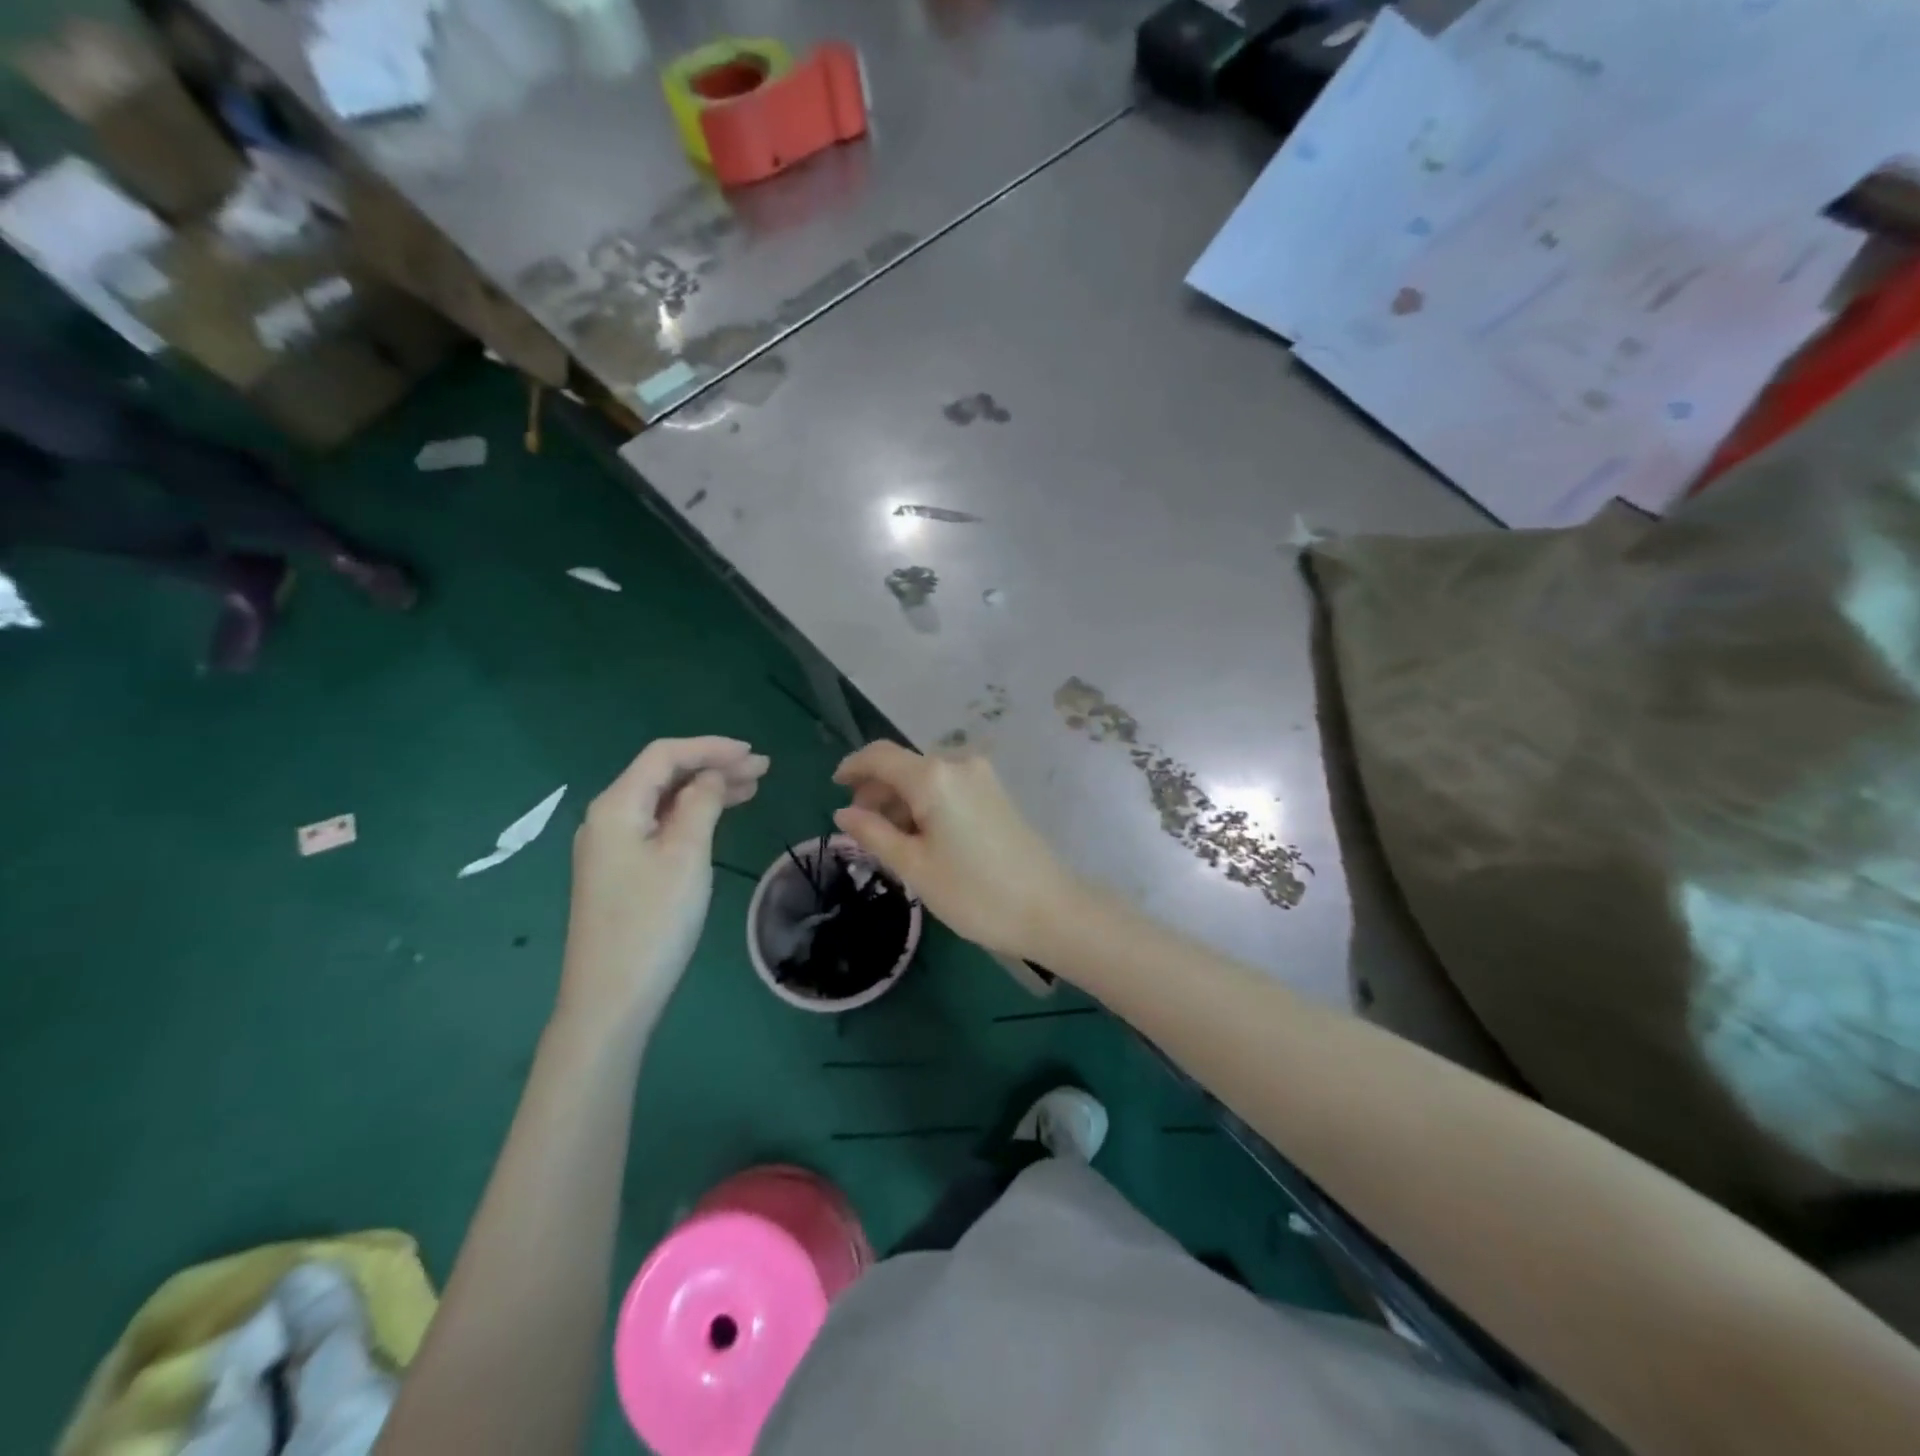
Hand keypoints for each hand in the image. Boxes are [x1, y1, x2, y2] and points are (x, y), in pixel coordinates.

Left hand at [560, 737, 768, 1027]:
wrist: (611, 998)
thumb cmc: (653, 921)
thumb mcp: (686, 855)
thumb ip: (701, 803)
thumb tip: (711, 775)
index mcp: (617, 806)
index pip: (665, 756)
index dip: (710, 748)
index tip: (753, 754)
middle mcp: (608, 818)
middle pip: (663, 775)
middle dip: (712, 766)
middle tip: (762, 771)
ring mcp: (611, 846)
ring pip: (663, 801)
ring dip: (705, 790)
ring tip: (751, 789)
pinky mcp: (620, 871)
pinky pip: (659, 826)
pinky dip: (692, 815)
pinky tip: (718, 818)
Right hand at [832, 742, 1078, 960]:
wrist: (1050, 909)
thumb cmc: (974, 892)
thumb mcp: (914, 867)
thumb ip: (873, 834)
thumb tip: (843, 813)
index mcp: (933, 776)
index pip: (880, 756)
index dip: (853, 767)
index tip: (833, 787)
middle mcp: (958, 764)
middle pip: (904, 766)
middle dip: (877, 790)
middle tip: (861, 828)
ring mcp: (982, 776)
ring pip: (927, 778)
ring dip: (902, 800)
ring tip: (891, 840)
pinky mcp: (996, 793)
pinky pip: (949, 787)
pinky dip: (927, 803)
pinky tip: (922, 837)